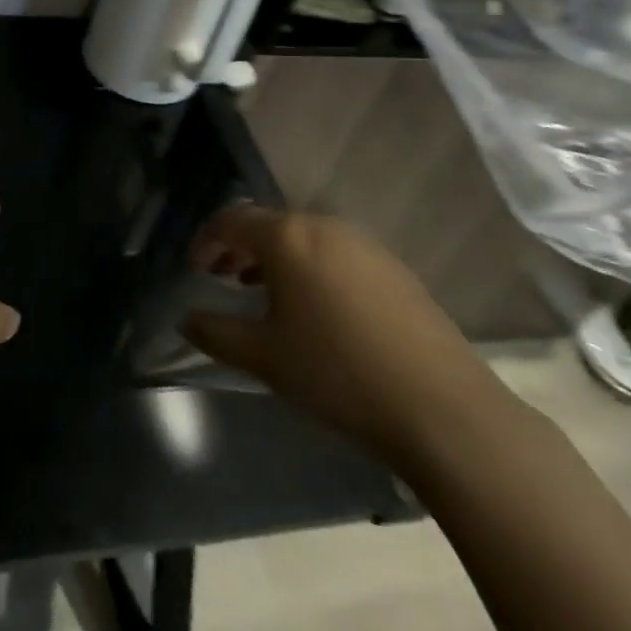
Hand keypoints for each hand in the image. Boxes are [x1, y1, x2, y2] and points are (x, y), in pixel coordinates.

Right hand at [183, 206, 508, 461]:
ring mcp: (364, 245)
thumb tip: (186, 319)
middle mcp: (324, 226)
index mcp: (287, 237)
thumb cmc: (338, 374)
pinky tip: (317, 310)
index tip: (194, 269)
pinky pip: (335, 254)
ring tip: (265, 295)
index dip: (206, 240)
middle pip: (268, 224)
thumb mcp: (265, 357)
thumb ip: (216, 332)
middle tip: (223, 279)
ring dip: (276, 259)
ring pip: (303, 238)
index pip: (231, 220)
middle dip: (240, 248)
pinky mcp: (394, 268)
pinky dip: (311, 268)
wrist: (444, 410)